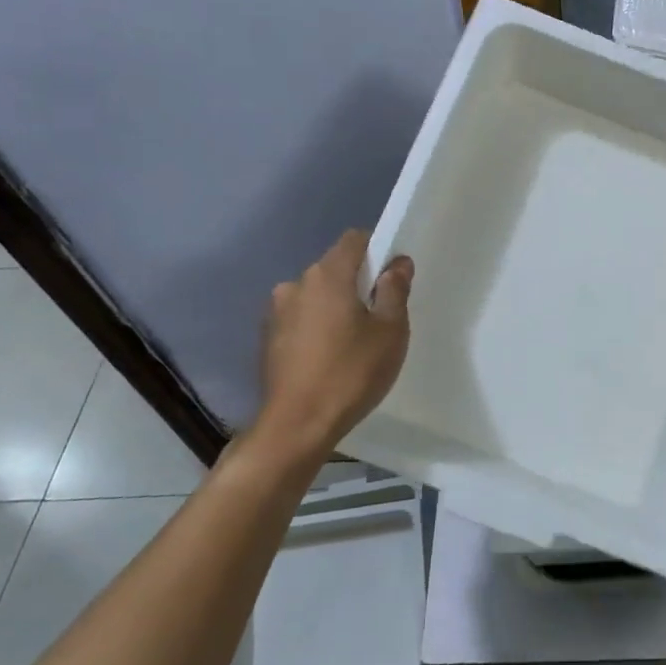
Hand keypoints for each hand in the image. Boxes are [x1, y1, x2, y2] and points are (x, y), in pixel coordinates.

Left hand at [254, 230, 411, 450]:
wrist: (297, 425)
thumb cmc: (351, 372)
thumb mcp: (390, 331)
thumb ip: (394, 290)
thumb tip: (397, 263)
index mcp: (327, 275)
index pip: (354, 239)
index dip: (377, 249)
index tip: (392, 277)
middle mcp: (296, 284)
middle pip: (334, 268)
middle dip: (357, 283)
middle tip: (380, 316)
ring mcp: (276, 311)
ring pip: (316, 295)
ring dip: (335, 307)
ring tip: (353, 342)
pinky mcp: (267, 338)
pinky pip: (301, 318)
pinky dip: (317, 327)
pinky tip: (329, 357)